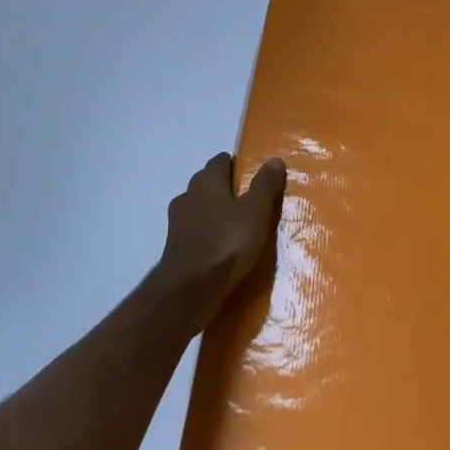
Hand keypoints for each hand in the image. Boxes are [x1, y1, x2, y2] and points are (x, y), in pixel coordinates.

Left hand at [157, 152, 287, 327]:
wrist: (190, 290)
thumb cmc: (226, 242)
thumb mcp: (256, 212)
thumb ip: (265, 185)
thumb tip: (274, 160)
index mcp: (207, 181)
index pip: (220, 161)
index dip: (236, 165)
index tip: (253, 177)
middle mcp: (188, 195)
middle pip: (208, 183)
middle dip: (226, 189)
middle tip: (250, 202)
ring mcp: (177, 222)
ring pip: (199, 208)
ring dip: (215, 213)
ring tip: (237, 227)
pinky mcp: (175, 247)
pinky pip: (195, 232)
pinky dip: (207, 235)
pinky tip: (221, 248)